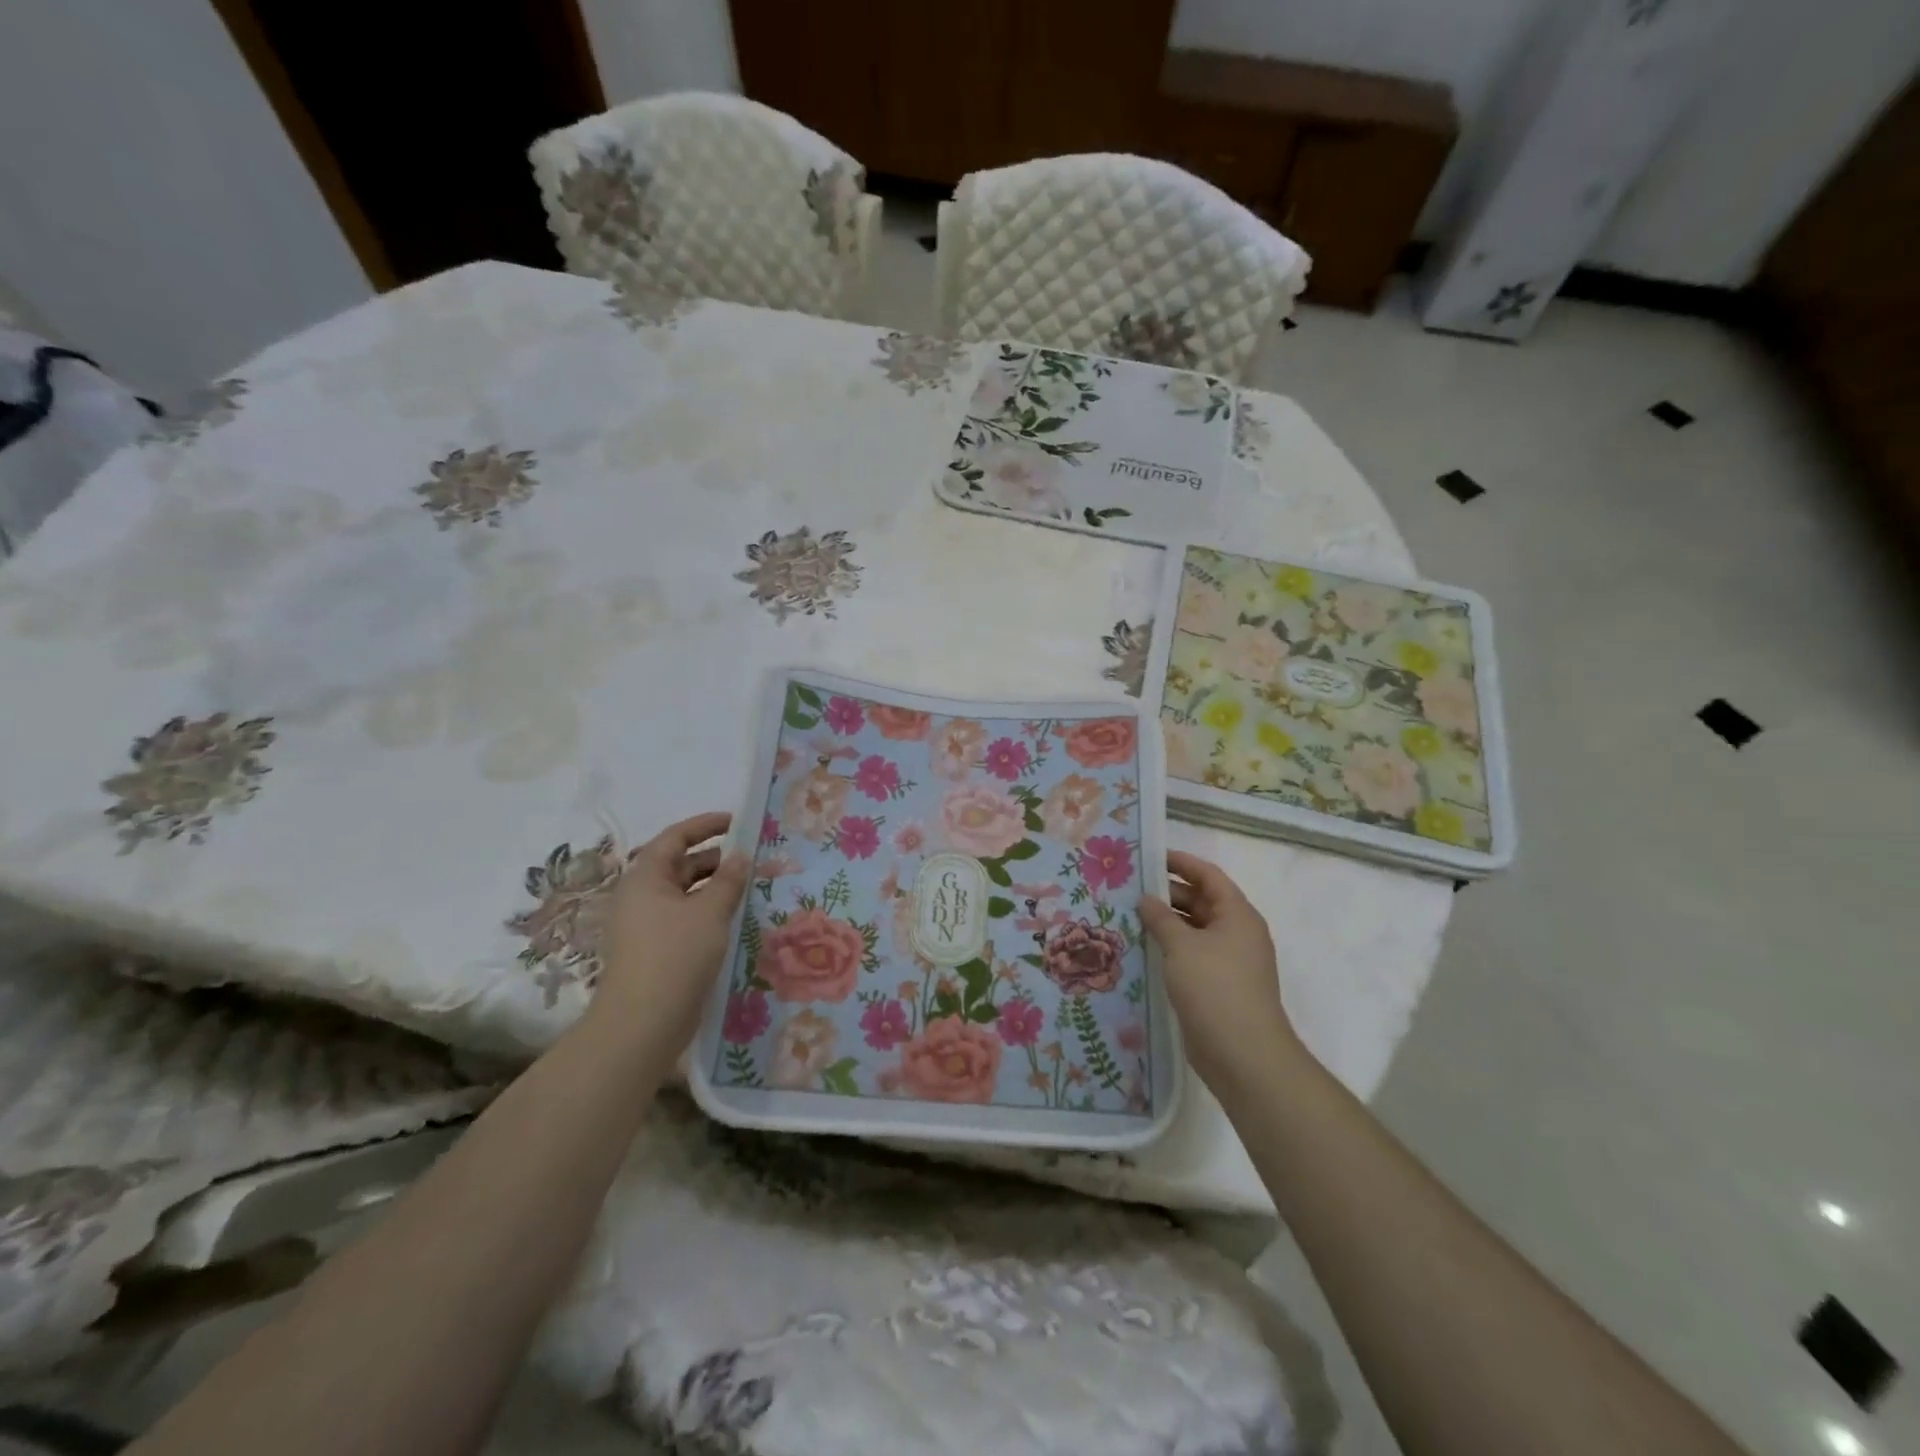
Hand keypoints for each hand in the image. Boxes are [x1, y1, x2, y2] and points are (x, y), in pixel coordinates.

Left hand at [593, 811, 749, 1052]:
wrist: (643, 1023)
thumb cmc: (675, 955)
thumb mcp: (710, 911)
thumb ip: (728, 879)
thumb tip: (740, 856)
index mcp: (645, 877)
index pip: (675, 837)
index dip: (706, 825)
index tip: (737, 823)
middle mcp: (641, 896)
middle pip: (679, 865)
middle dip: (716, 859)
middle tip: (752, 859)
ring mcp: (645, 925)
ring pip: (684, 894)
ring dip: (714, 888)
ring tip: (749, 888)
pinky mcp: (654, 950)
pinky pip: (684, 918)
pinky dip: (708, 911)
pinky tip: (733, 919)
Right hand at [1140, 850, 1301, 1096]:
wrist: (1243, 1055)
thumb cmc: (1215, 988)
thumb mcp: (1182, 946)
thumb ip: (1161, 918)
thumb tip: (1147, 899)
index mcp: (1237, 914)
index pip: (1208, 875)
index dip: (1180, 862)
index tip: (1148, 857)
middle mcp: (1237, 933)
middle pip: (1201, 901)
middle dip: (1166, 894)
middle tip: (1128, 889)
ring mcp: (1229, 962)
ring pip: (1194, 930)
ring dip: (1165, 923)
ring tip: (1127, 917)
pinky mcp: (1218, 986)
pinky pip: (1191, 956)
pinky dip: (1169, 949)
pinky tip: (1141, 950)